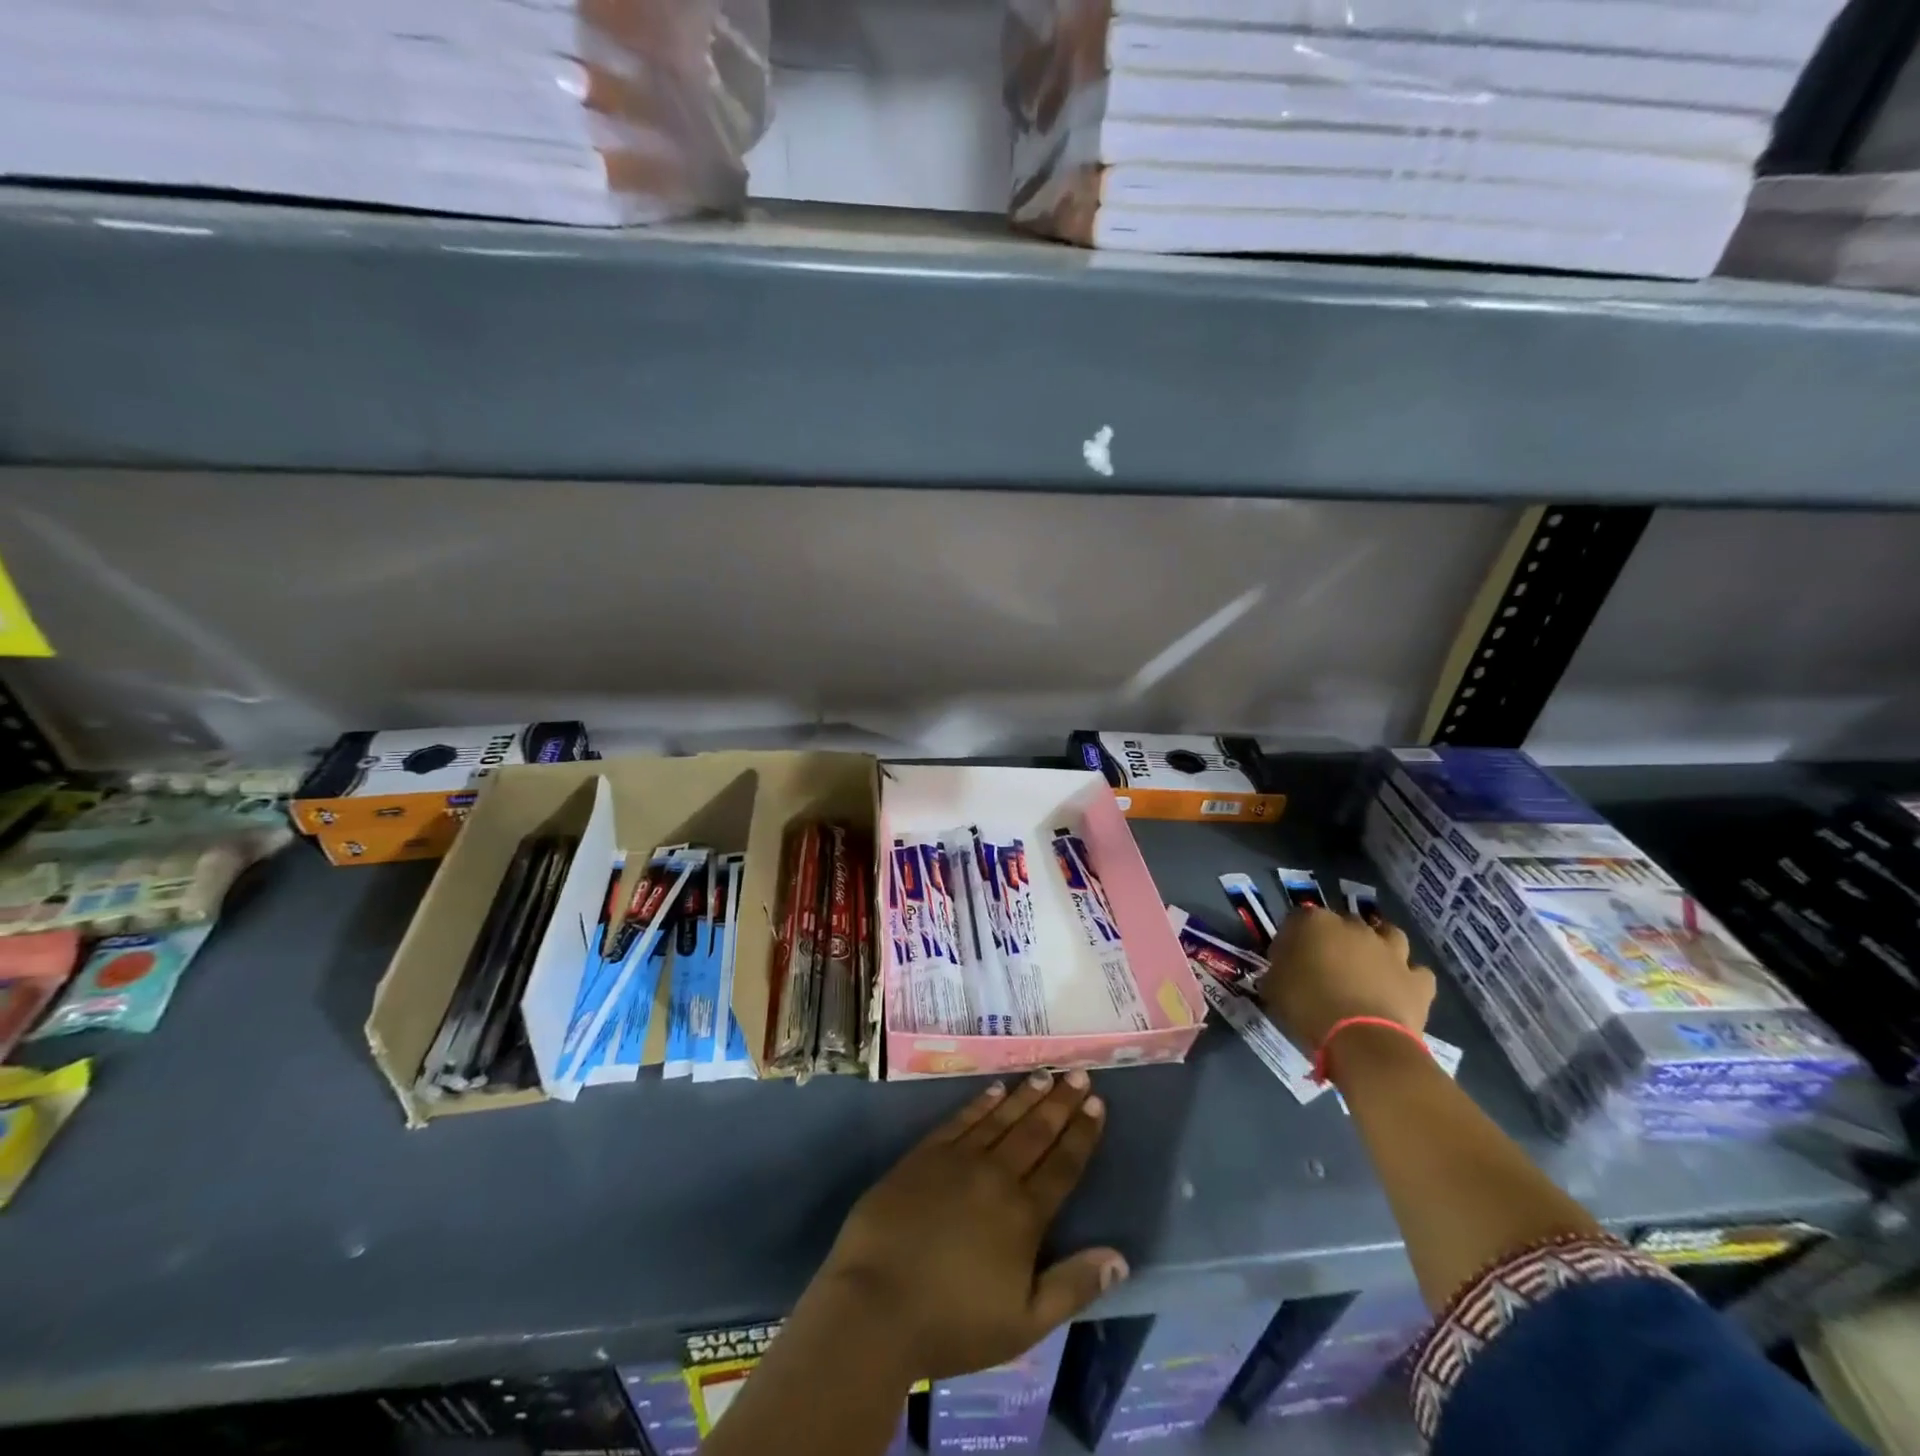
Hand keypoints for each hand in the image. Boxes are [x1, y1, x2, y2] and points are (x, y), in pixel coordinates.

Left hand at [807, 1071, 1127, 1381]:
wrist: (875, 1305)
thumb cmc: (952, 1324)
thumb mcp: (1024, 1324)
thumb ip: (1073, 1287)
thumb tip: (1119, 1258)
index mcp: (1023, 1215)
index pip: (1062, 1165)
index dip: (1082, 1133)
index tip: (1097, 1104)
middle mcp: (995, 1176)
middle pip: (1035, 1131)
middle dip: (1060, 1102)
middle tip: (1079, 1074)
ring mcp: (957, 1160)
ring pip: (1001, 1118)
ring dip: (1026, 1095)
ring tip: (1046, 1074)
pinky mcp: (924, 1155)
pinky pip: (961, 1119)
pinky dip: (981, 1102)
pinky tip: (994, 1089)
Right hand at [1259, 907, 1435, 1052]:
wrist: (1361, 1039)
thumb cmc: (1308, 1007)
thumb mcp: (1273, 987)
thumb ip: (1277, 971)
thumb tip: (1280, 972)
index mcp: (1314, 923)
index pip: (1297, 918)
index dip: (1292, 938)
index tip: (1286, 959)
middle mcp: (1354, 927)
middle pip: (1344, 923)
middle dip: (1336, 939)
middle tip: (1326, 964)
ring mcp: (1391, 951)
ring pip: (1389, 935)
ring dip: (1380, 946)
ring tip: (1369, 967)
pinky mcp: (1417, 980)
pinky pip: (1416, 972)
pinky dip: (1408, 978)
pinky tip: (1399, 989)